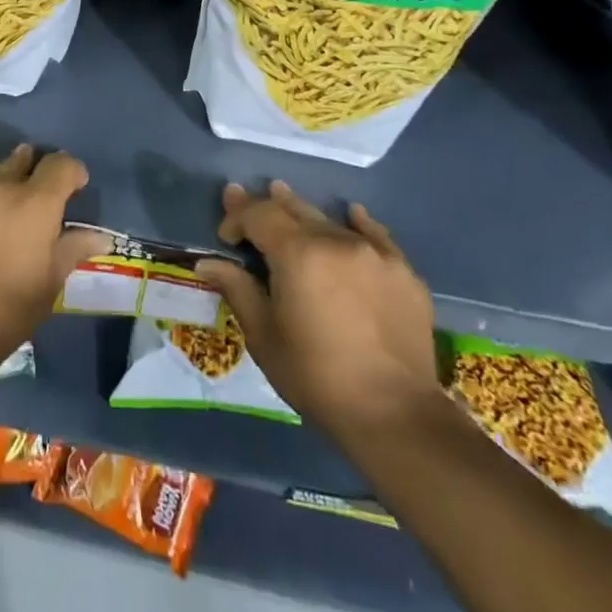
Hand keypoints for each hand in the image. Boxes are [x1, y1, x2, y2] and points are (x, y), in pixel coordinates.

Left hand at [0, 146, 109, 384]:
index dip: (71, 173)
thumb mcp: (48, 286)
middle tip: (27, 201)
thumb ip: (73, 249)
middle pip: (21, 159)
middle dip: (30, 174)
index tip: (71, 189)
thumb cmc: (2, 315)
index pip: (61, 164)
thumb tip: (100, 236)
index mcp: (33, 203)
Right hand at [196, 182, 437, 439]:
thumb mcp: (264, 336)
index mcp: (298, 253)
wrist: (396, 415)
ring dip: (303, 211)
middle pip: (293, 209)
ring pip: (329, 219)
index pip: (259, 215)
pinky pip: (376, 235)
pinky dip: (357, 222)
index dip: (236, 217)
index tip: (225, 235)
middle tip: (245, 201)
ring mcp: (374, 254)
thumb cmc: (317, 377)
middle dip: (265, 206)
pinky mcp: (403, 272)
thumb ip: (237, 289)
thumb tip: (208, 263)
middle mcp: (336, 241)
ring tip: (284, 197)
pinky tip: (351, 214)